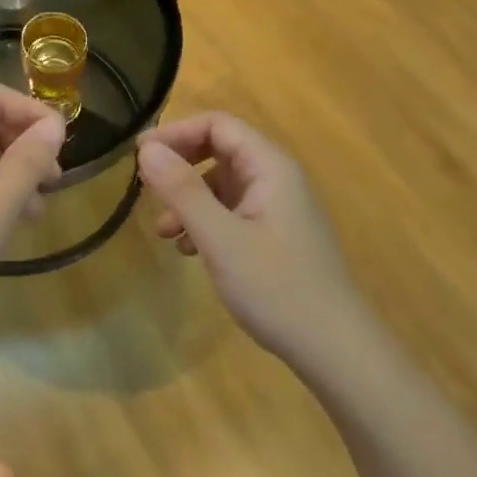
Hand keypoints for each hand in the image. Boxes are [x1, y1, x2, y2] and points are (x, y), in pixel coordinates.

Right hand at [137, 113, 363, 373]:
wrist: (336, 352)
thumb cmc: (277, 287)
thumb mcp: (220, 238)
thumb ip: (182, 190)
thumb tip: (146, 148)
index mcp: (270, 166)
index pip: (217, 125)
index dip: (176, 133)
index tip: (140, 155)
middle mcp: (276, 178)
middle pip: (219, 150)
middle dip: (180, 166)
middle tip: (147, 188)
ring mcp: (278, 207)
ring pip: (222, 184)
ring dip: (189, 199)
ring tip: (164, 232)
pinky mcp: (276, 235)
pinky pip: (232, 211)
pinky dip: (205, 221)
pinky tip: (190, 251)